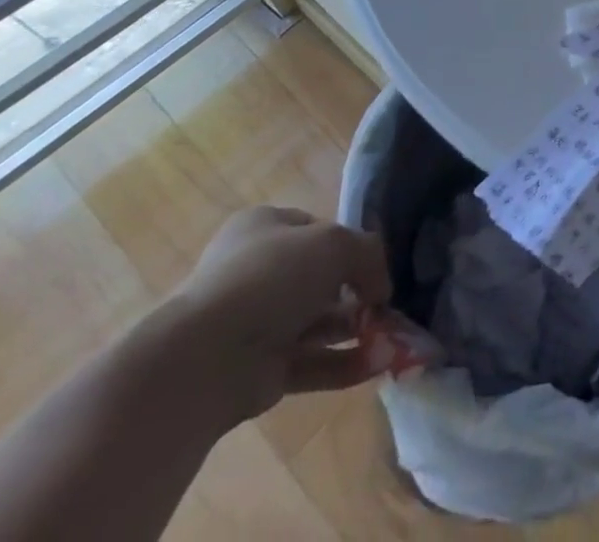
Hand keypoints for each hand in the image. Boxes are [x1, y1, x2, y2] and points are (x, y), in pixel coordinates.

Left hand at [164, 206, 394, 421]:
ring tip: (394, 336)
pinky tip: (377, 364)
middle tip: (388, 304)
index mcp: (264, 229)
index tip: (375, 261)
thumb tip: (381, 288)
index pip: (317, 229)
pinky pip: (312, 362)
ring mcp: (256, 323)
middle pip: (321, 278)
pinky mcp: (260, 370)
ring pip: (319, 322)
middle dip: (357, 292)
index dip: (350, 242)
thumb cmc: (272, 277)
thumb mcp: (337, 243)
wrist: (205, 357)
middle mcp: (258, 272)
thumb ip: (369, 255)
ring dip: (357, 329)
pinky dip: (345, 363)